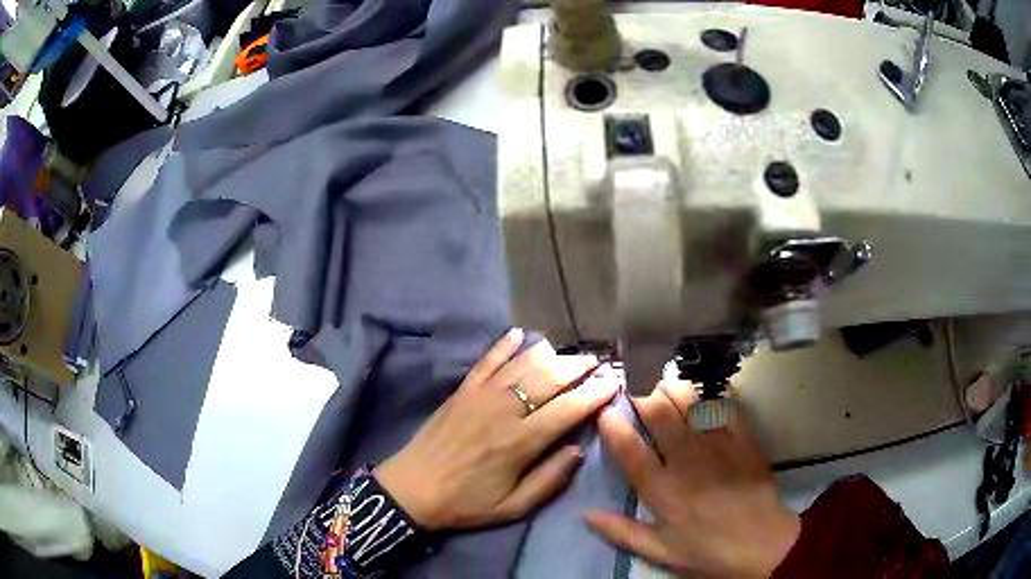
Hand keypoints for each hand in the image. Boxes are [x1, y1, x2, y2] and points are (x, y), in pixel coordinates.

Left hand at [375, 328, 617, 530]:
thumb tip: (579, 448)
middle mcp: (503, 411)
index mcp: (519, 442)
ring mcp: (479, 396)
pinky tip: (518, 333)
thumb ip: (549, 479)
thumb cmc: (466, 503)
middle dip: (578, 368)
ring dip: (550, 355)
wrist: (412, 489)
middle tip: (598, 362)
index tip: (614, 382)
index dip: (594, 394)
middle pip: (548, 379)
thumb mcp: (513, 507)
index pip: (567, 410)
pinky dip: (503, 345)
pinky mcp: (461, 391)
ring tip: (570, 352)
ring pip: (521, 365)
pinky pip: (486, 361)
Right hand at [586, 381, 799, 577]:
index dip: (612, 425)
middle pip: (658, 413)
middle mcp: (686, 460)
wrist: (762, 543)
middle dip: (640, 394)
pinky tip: (702, 389)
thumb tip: (586, 514)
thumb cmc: (707, 550)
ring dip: (671, 387)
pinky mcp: (743, 437)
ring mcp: (717, 444)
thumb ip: (622, 532)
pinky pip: (724, 404)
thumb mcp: (660, 551)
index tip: (605, 413)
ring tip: (662, 384)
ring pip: (689, 401)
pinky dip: (710, 391)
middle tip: (633, 387)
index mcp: (662, 490)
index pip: (629, 449)